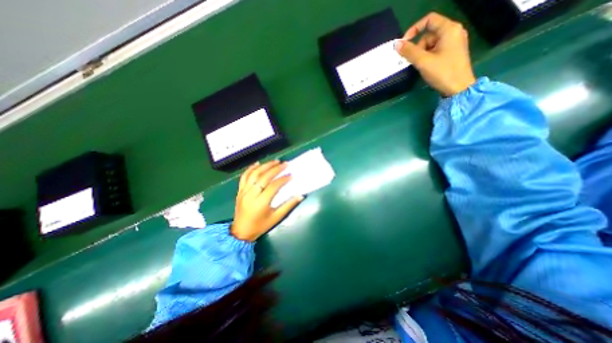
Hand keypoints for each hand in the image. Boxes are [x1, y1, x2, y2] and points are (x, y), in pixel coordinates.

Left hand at [230, 160, 302, 241]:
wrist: (241, 232)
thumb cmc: (260, 226)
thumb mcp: (276, 218)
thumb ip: (288, 206)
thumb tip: (300, 196)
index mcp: (261, 202)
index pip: (273, 186)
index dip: (283, 179)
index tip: (291, 175)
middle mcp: (251, 194)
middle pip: (263, 177)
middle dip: (275, 169)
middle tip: (285, 164)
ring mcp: (244, 191)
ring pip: (254, 174)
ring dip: (265, 166)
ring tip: (275, 161)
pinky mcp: (240, 191)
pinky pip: (244, 177)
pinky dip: (250, 169)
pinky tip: (257, 163)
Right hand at [394, 12, 474, 95]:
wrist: (458, 88)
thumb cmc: (442, 72)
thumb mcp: (423, 62)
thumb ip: (409, 52)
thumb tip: (396, 44)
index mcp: (449, 29)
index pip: (429, 20)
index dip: (414, 29)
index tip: (404, 43)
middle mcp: (453, 32)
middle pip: (429, 34)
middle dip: (418, 47)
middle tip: (416, 61)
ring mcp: (454, 42)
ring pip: (431, 44)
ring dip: (422, 54)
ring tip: (423, 67)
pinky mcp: (452, 52)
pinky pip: (435, 50)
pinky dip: (428, 57)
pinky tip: (428, 67)